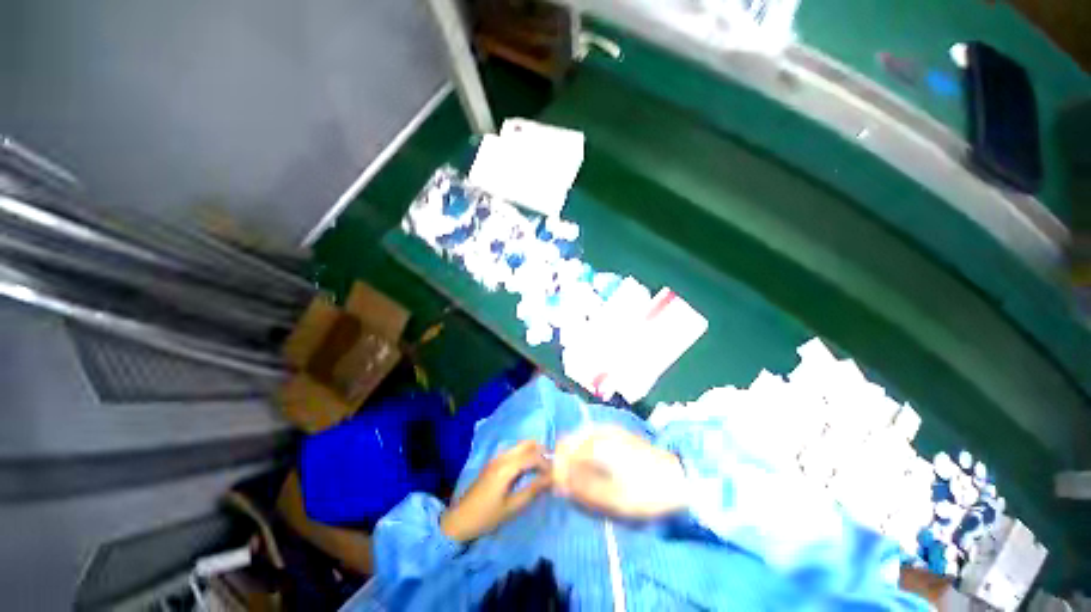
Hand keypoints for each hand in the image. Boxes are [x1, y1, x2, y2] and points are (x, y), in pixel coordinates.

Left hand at [440, 440, 551, 541]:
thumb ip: (532, 491)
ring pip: (520, 446)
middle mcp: (502, 457)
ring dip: (534, 452)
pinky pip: (514, 452)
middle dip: (542, 451)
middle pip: (527, 444)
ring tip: (543, 468)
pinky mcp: (494, 463)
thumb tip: (550, 479)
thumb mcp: (511, 507)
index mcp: (506, 467)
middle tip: (552, 465)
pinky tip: (529, 469)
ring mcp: (497, 458)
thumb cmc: (486, 516)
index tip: (555, 474)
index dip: (546, 463)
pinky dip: (525, 455)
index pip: (532, 456)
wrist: (459, 520)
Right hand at [553, 426, 686, 519]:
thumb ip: (581, 488)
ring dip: (576, 456)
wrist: (677, 477)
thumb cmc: (644, 491)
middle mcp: (598, 429)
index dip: (558, 468)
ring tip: (586, 478)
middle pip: (569, 440)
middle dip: (566, 461)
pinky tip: (598, 467)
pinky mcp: (616, 431)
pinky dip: (587, 452)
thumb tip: (559, 481)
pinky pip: (591, 437)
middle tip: (574, 484)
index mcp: (596, 443)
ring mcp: (607, 428)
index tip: (562, 486)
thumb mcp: (611, 498)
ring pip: (579, 438)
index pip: (563, 450)